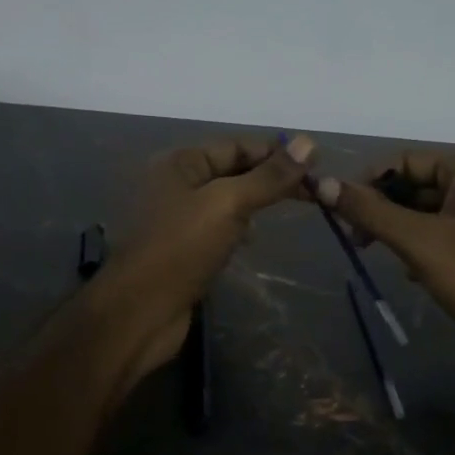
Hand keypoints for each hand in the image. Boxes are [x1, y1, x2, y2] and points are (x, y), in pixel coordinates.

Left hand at [98, 135, 314, 377]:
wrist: (138, 312)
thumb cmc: (180, 249)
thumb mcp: (228, 204)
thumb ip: (268, 177)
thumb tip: (308, 142)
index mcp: (179, 163)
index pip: (236, 146)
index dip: (275, 153)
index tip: (315, 166)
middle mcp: (175, 184)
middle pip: (231, 171)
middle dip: (269, 179)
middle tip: (313, 193)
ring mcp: (175, 218)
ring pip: (225, 201)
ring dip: (254, 203)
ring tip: (288, 211)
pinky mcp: (180, 249)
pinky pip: (216, 228)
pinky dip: (238, 229)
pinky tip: (252, 240)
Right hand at [316, 151, 454, 357]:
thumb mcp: (419, 241)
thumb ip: (371, 212)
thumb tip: (323, 184)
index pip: (404, 160)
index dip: (369, 182)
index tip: (342, 213)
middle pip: (414, 185)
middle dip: (383, 209)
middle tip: (357, 240)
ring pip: (426, 213)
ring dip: (399, 231)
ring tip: (381, 257)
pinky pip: (441, 236)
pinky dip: (420, 249)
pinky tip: (413, 275)